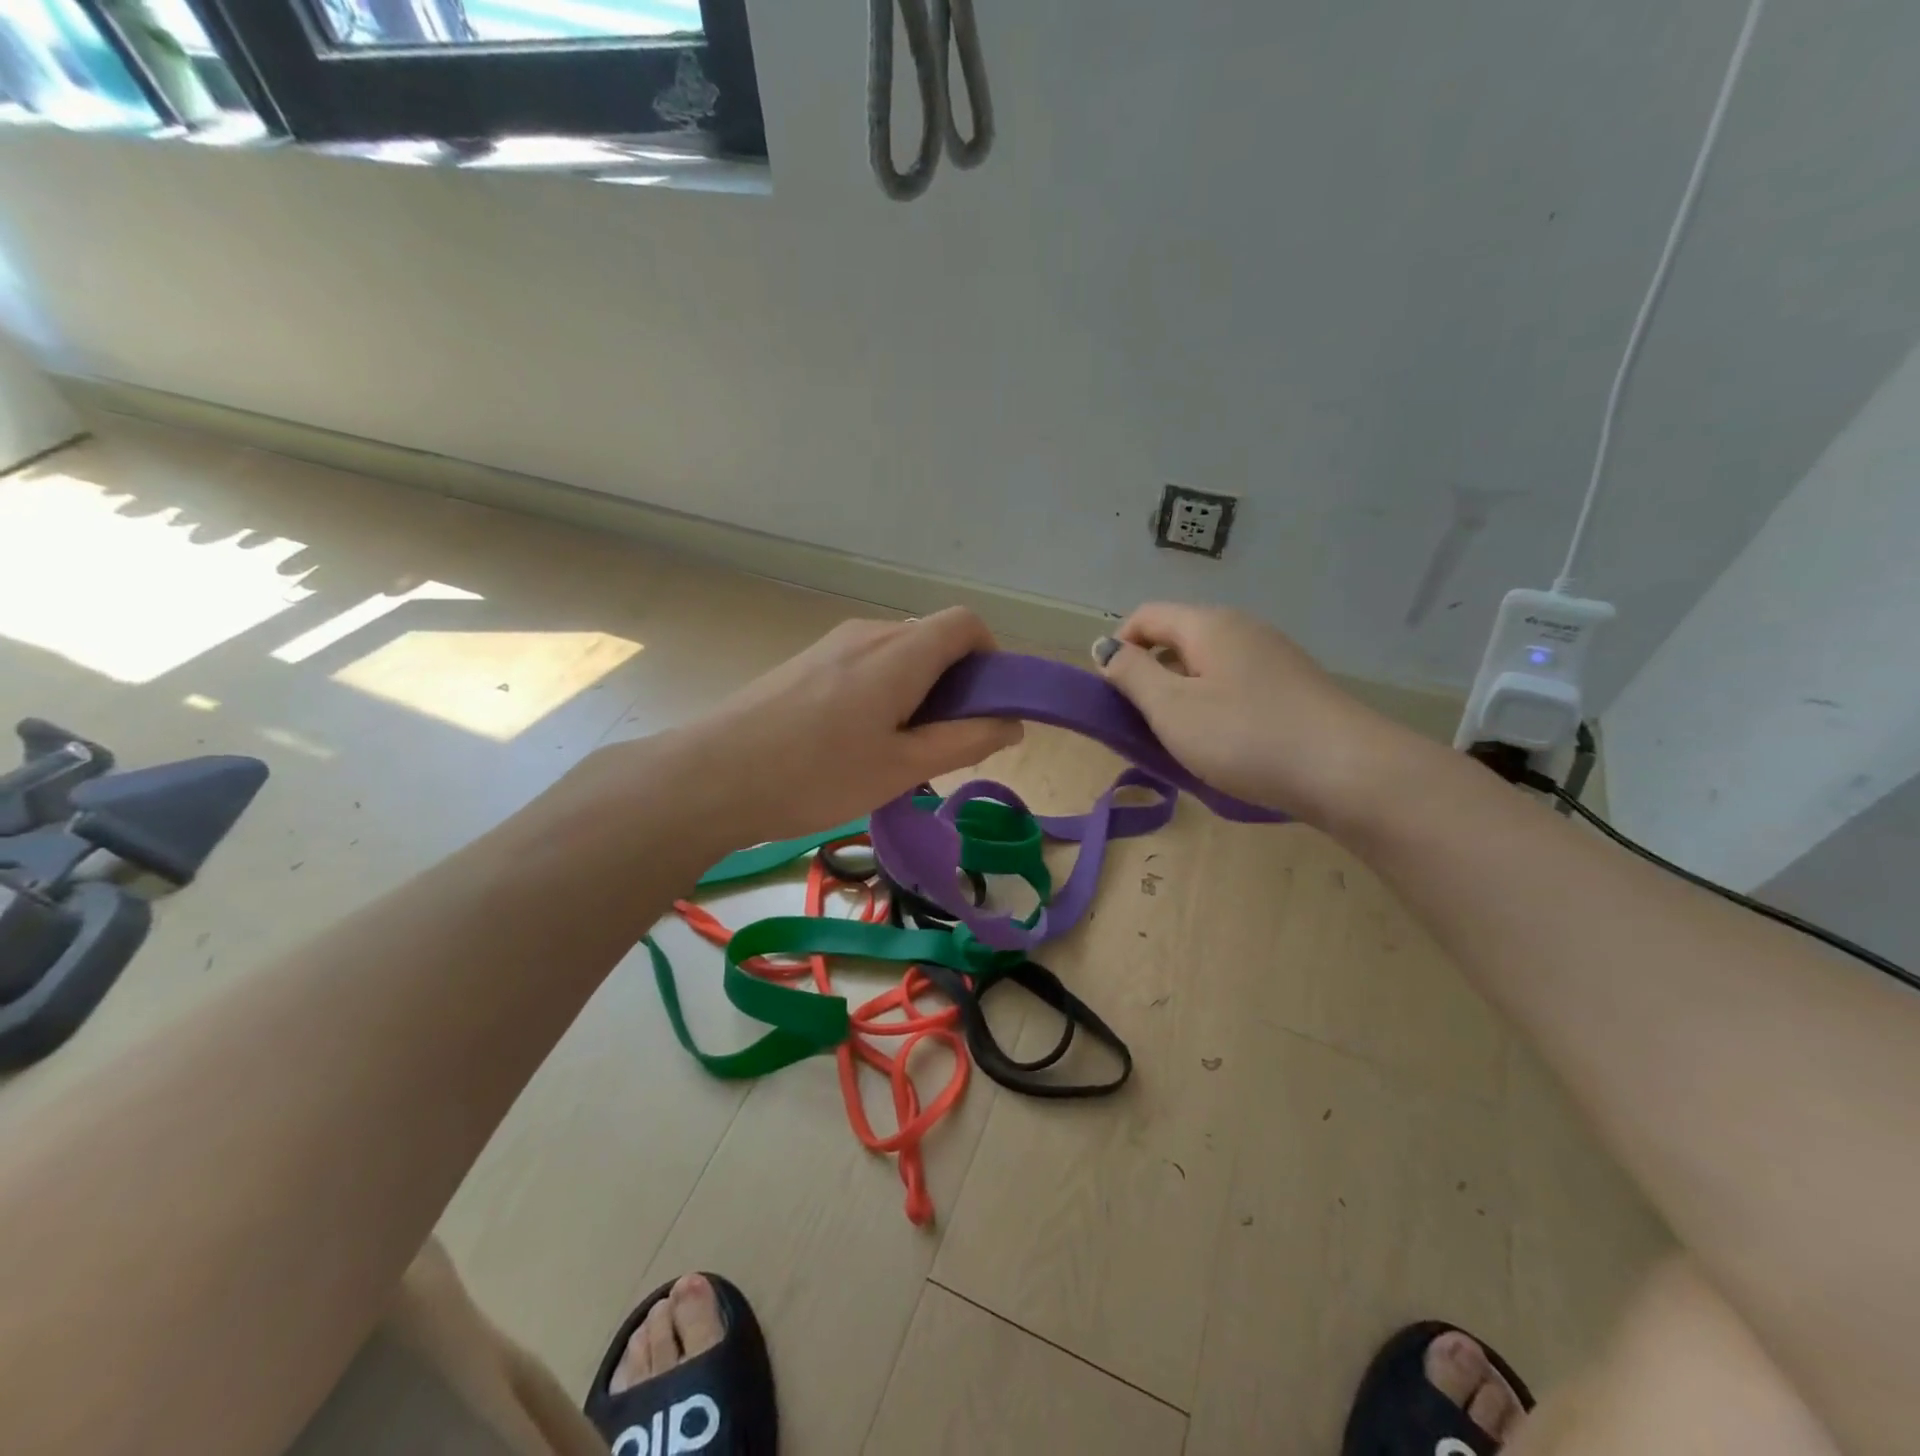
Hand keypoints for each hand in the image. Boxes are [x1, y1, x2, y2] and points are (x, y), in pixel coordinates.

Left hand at [666, 607, 1022, 843]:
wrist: (711, 778)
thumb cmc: (817, 775)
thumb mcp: (902, 768)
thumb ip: (965, 740)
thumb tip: (1013, 722)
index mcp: (899, 652)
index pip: (965, 622)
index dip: (990, 657)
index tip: (986, 706)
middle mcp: (867, 634)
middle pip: (932, 638)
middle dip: (955, 682)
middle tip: (945, 742)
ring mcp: (831, 645)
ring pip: (897, 654)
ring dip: (918, 691)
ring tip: (899, 750)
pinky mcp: (805, 663)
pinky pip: (864, 664)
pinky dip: (884, 692)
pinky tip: (858, 742)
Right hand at [1096, 603, 1421, 826]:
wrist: (1349, 771)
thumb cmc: (1246, 737)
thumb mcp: (1172, 709)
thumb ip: (1131, 674)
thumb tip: (1105, 647)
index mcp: (1208, 624)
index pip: (1146, 616)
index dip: (1118, 647)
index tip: (1111, 694)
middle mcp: (1242, 628)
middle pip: (1177, 638)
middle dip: (1150, 675)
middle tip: (1142, 724)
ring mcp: (1273, 656)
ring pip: (1207, 665)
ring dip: (1182, 695)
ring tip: (1181, 740)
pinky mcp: (1293, 686)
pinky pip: (1236, 684)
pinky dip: (1215, 706)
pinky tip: (1225, 744)